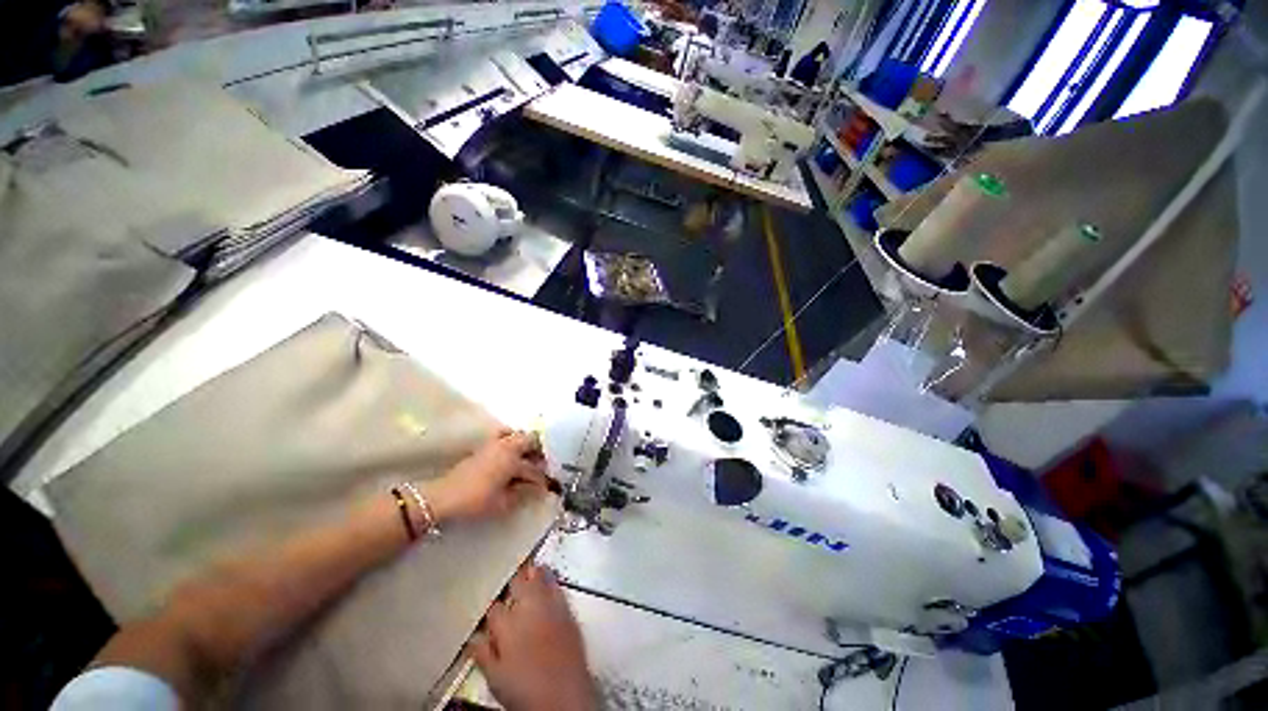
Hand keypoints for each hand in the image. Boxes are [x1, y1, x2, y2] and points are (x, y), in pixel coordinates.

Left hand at [423, 429, 549, 522]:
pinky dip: (513, 441)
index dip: (543, 477)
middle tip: (542, 467)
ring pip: (518, 436)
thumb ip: (525, 493)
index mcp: (513, 457)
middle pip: (530, 440)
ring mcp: (494, 444)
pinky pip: (505, 436)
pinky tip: (511, 455)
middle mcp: (506, 445)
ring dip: (527, 445)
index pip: (535, 466)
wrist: (444, 497)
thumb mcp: (504, 502)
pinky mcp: (484, 447)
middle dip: (539, 452)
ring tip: (529, 460)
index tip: (549, 484)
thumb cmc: (477, 500)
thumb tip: (540, 489)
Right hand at [471, 565, 595, 710]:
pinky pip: (557, 587)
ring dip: (533, 572)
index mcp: (506, 626)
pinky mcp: (567, 610)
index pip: (494, 607)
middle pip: (518, 583)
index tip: (490, 602)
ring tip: (529, 565)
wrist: (563, 696)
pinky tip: (549, 576)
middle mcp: (528, 609)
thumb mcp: (496, 678)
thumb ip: (483, 654)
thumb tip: (473, 639)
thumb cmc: (525, 690)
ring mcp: (550, 607)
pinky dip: (551, 580)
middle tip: (509, 568)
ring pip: (539, 579)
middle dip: (513, 576)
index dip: (491, 604)